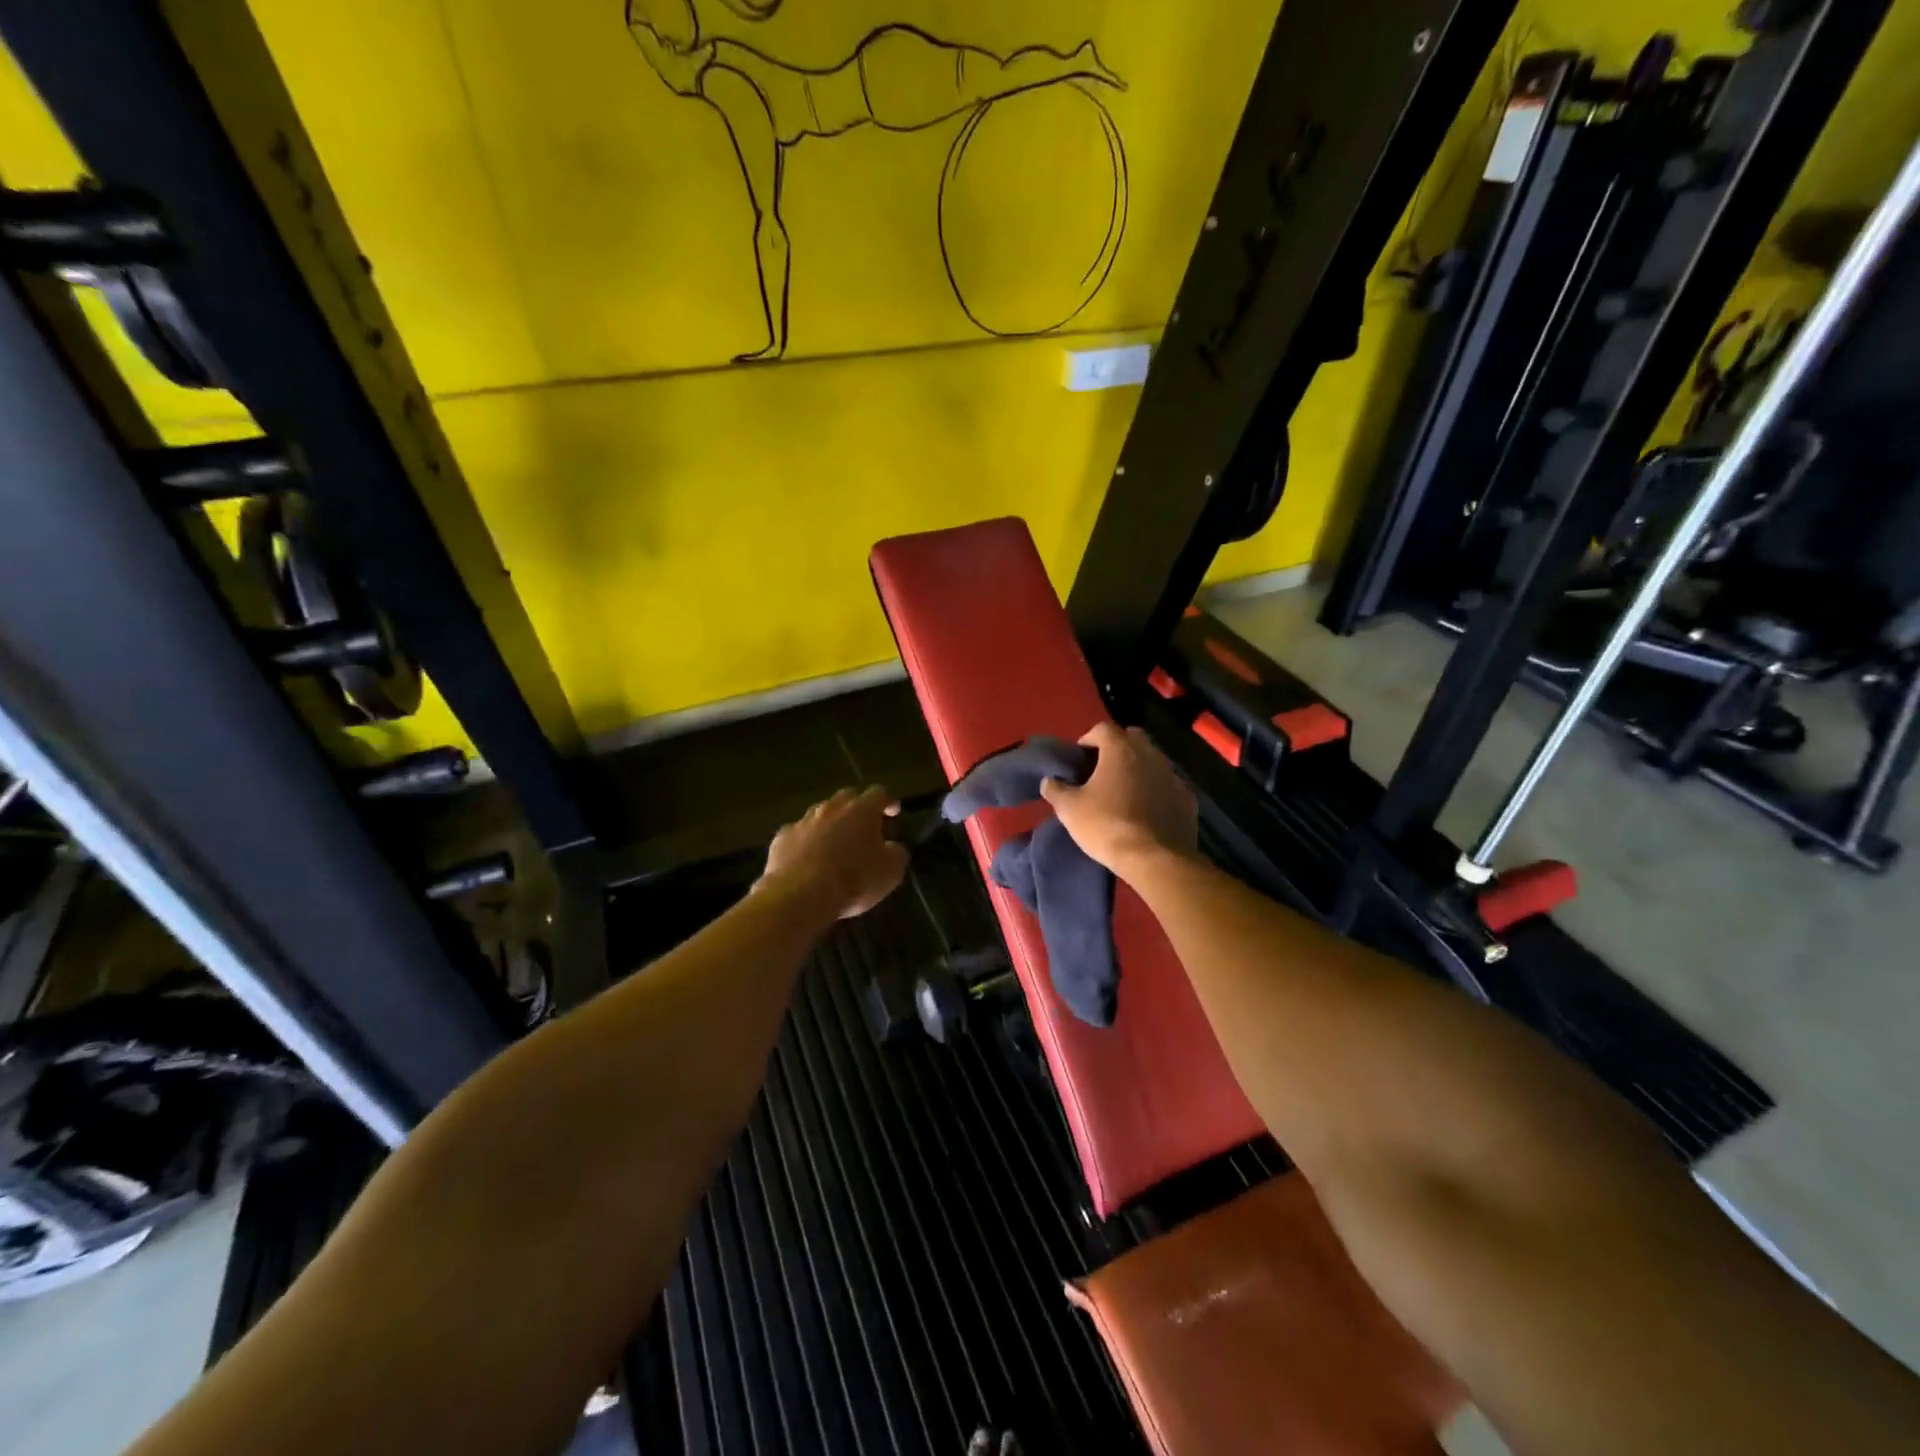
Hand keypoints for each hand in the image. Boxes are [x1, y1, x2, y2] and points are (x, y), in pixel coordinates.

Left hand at [759, 786, 907, 920]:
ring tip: (834, 844)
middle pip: (847, 797)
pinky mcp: (781, 839)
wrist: (799, 896)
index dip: (888, 802)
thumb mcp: (891, 872)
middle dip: (857, 808)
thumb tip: (893, 847)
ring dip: (830, 824)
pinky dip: (805, 842)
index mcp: (861, 810)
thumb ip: (896, 853)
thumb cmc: (853, 880)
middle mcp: (831, 808)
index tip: (893, 812)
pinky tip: (807, 860)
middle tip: (864, 826)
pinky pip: (798, 835)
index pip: (879, 794)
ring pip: (819, 814)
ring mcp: (802, 821)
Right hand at [1039, 722, 1197, 878]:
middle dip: (1117, 748)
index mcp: (1121, 750)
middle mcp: (1150, 754)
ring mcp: (1173, 776)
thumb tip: (1050, 780)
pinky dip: (1156, 791)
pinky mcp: (1187, 799)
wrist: (1155, 859)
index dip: (1088, 739)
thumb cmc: (1106, 826)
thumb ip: (1056, 789)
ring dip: (1138, 769)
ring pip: (1153, 761)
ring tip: (1124, 792)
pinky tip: (1147, 811)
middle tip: (1102, 770)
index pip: (1103, 728)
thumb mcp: (1069, 810)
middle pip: (1132, 738)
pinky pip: (1167, 786)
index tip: (1079, 759)